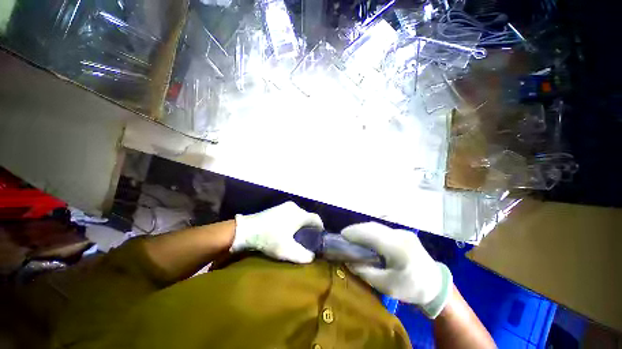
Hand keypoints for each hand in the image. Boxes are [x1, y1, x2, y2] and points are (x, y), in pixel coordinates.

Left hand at [231, 201, 322, 263]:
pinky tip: (287, 229)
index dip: (320, 228)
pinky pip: (291, 213)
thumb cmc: (269, 239)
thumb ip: (303, 255)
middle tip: (307, 239)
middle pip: (308, 217)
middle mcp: (295, 207)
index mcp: (299, 215)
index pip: (316, 219)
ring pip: (299, 215)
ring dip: (301, 224)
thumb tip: (312, 257)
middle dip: (309, 228)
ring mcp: (285, 206)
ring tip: (297, 236)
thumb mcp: (286, 251)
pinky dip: (293, 221)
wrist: (247, 230)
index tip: (318, 238)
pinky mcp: (278, 207)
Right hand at [341, 222, 452, 318]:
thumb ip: (365, 272)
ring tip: (352, 236)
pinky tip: (366, 237)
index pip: (371, 234)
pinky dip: (371, 232)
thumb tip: (349, 261)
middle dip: (356, 229)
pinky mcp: (403, 234)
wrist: (437, 286)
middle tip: (344, 235)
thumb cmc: (412, 289)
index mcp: (398, 248)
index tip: (341, 235)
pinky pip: (383, 230)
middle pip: (373, 226)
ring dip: (363, 229)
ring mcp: (403, 232)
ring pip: (377, 226)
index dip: (355, 232)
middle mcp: (400, 235)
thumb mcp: (386, 286)